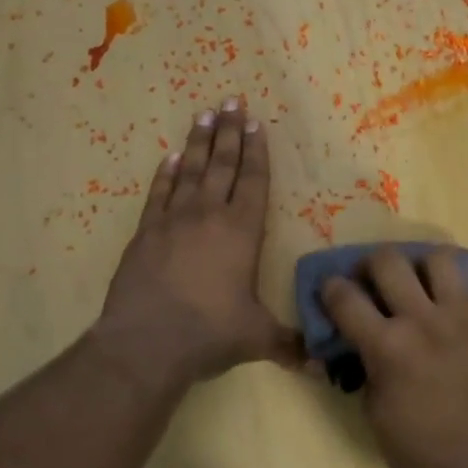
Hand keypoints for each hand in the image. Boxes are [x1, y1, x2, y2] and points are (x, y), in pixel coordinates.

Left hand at [95, 100, 301, 387]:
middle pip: (222, 164)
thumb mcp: (257, 339)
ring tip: (204, 114)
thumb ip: (289, 344)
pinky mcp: (145, 233)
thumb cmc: (210, 333)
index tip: (257, 123)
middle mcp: (209, 216)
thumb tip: (322, 368)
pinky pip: (158, 194)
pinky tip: (169, 158)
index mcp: (242, 232)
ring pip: (190, 171)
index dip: (257, 152)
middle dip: (230, 132)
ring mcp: (173, 221)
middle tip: (232, 100)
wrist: (146, 342)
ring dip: (199, 142)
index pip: (254, 182)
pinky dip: (165, 174)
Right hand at [321, 247, 467, 467]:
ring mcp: (463, 317)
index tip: (330, 292)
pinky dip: (449, 294)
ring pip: (437, 258)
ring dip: (418, 267)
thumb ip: (364, 365)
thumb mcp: (374, 412)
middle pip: (388, 260)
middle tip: (371, 283)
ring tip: (415, 286)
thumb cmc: (420, 456)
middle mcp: (424, 320)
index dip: (330, 290)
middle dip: (370, 266)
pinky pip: (467, 289)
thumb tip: (355, 342)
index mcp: (388, 347)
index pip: (345, 296)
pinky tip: (446, 318)